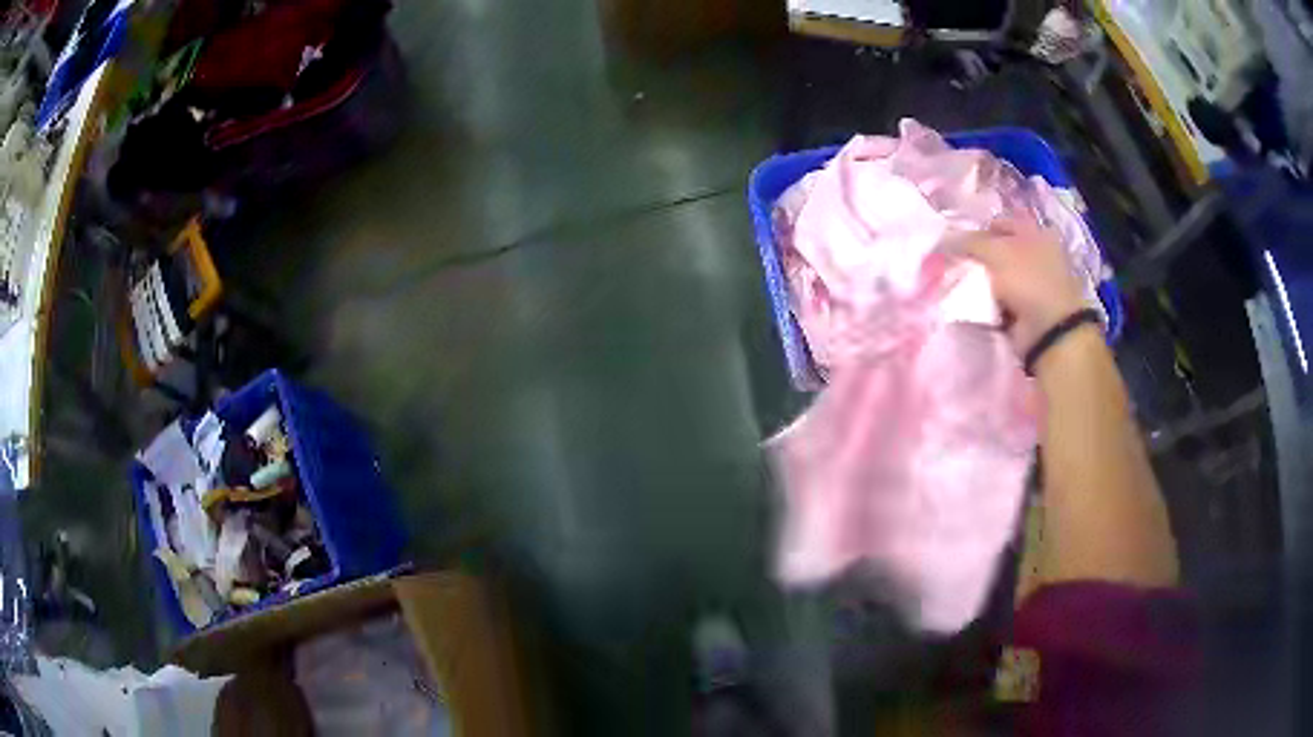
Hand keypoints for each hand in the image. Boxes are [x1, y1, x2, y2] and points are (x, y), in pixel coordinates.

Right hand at [959, 216, 1087, 356]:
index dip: (977, 229)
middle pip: (997, 251)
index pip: (1000, 223)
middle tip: (954, 263)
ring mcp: (1030, 285)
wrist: (1048, 331)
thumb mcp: (996, 252)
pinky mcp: (1023, 310)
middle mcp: (1035, 256)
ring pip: (995, 277)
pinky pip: (997, 302)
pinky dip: (985, 303)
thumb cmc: (1028, 281)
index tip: (957, 242)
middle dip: (976, 258)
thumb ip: (969, 242)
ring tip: (957, 284)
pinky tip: (970, 303)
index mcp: (1035, 233)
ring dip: (979, 282)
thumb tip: (944, 238)